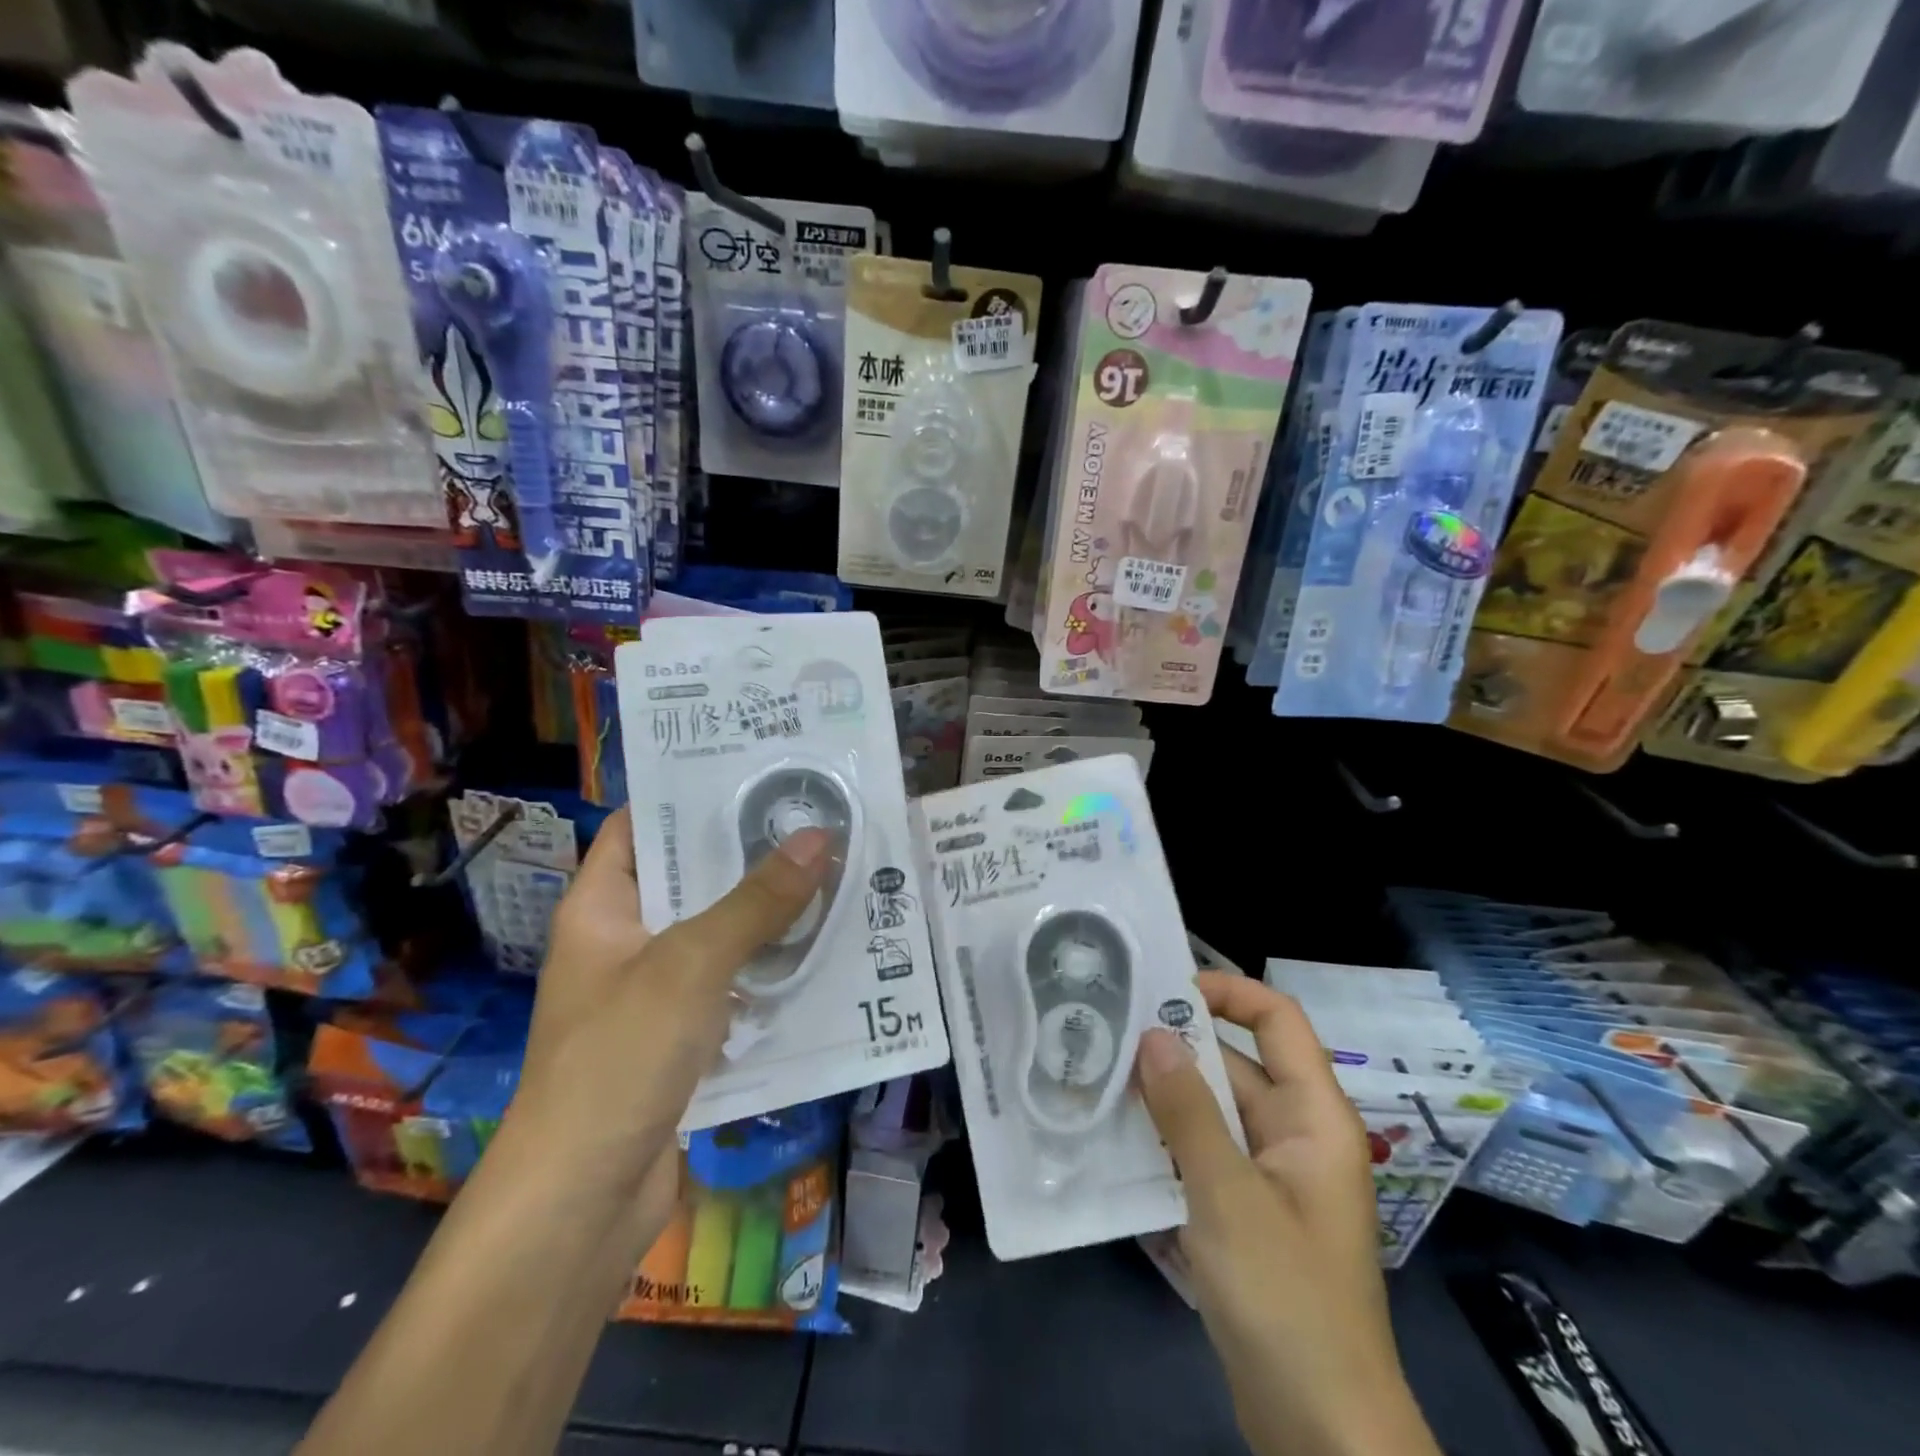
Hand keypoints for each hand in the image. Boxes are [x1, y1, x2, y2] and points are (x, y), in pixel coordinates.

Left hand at [507, 806, 834, 1253]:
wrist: (581, 1205)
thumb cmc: (619, 1058)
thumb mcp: (692, 964)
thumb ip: (757, 902)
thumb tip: (819, 836)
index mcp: (602, 908)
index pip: (639, 827)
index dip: (688, 796)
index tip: (755, 772)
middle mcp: (624, 942)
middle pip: (690, 880)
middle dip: (749, 854)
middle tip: (816, 819)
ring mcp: (652, 993)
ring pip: (717, 935)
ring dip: (767, 914)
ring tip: (833, 874)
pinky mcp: (681, 1038)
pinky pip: (731, 986)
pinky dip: (767, 970)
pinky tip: (821, 954)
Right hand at [1135, 972, 1440, 1455]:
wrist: (1320, 1432)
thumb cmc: (1286, 1299)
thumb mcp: (1227, 1196)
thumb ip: (1187, 1112)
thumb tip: (1152, 1032)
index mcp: (1313, 1117)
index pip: (1278, 1020)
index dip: (1228, 991)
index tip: (1164, 987)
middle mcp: (1293, 1134)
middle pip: (1234, 1064)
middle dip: (1174, 1048)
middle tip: (1105, 1031)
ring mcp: (1268, 1176)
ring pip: (1211, 1111)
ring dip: (1162, 1098)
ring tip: (1096, 1077)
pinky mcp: (1245, 1212)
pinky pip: (1202, 1154)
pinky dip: (1164, 1143)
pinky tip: (1114, 1141)